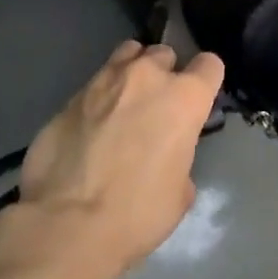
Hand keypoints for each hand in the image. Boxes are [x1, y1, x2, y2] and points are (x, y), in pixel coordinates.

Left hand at [3, 40, 224, 277]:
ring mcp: (103, 82)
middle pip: (164, 54)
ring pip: (126, 56)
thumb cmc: (138, 213)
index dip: (205, 81)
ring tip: (123, 102)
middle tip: (156, 106)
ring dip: (130, 74)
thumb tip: (165, 158)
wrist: (67, 225)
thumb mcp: (180, 192)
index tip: (197, 101)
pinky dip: (97, 100)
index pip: (210, 65)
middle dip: (164, 74)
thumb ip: (179, 157)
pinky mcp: (68, 98)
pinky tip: (90, 128)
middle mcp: (147, 77)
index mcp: (184, 98)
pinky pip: (93, 86)